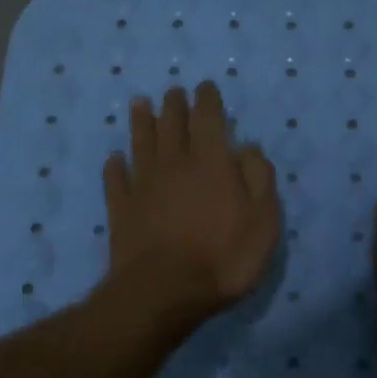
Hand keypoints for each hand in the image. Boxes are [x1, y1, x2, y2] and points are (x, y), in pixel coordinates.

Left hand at [103, 81, 280, 324]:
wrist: (164, 290)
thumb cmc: (223, 257)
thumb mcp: (263, 221)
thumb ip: (259, 178)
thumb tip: (247, 147)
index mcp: (211, 162)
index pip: (208, 119)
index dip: (207, 100)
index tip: (205, 87)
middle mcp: (174, 164)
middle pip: (171, 125)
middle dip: (174, 105)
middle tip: (173, 92)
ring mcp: (143, 185)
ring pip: (140, 144)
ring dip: (141, 122)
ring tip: (139, 104)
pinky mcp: (121, 209)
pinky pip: (115, 180)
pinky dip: (114, 166)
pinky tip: (114, 159)